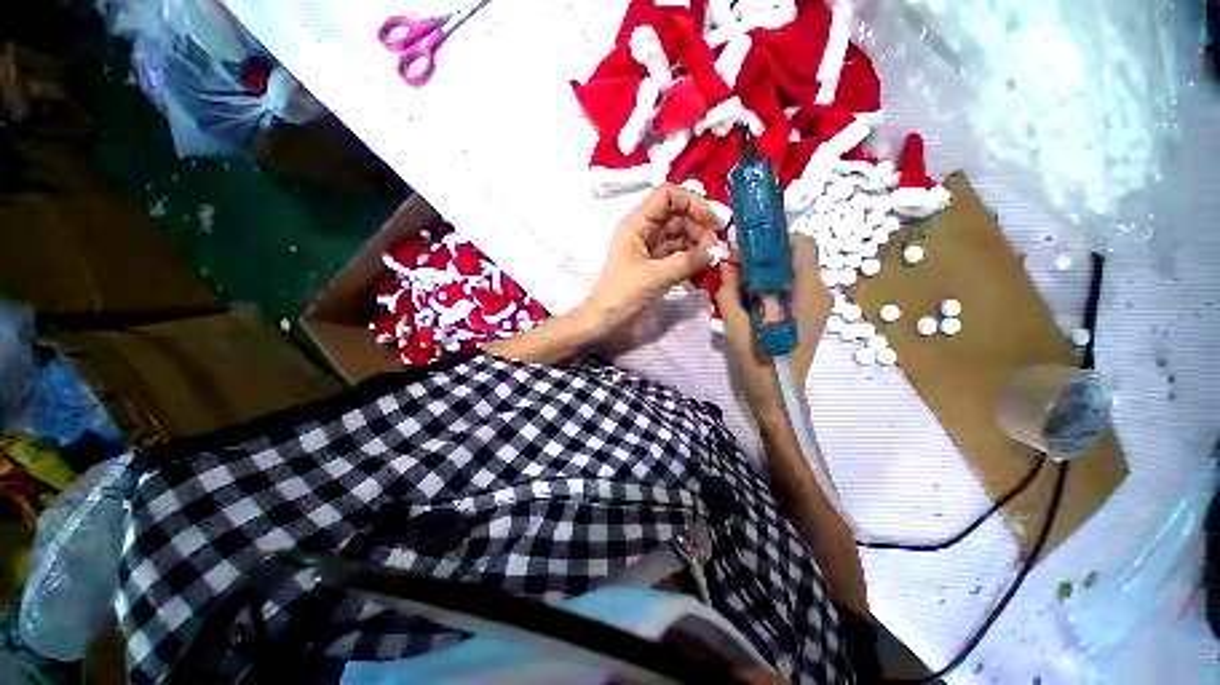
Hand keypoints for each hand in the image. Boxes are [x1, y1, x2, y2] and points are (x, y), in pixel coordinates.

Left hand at [577, 185, 721, 339]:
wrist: (605, 322)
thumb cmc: (622, 294)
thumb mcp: (655, 276)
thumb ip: (688, 261)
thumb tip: (717, 251)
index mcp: (637, 224)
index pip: (667, 195)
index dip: (691, 202)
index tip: (711, 222)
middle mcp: (645, 232)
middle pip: (679, 217)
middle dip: (699, 230)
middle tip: (715, 251)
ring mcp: (651, 250)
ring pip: (681, 239)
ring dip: (698, 249)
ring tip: (711, 265)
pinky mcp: (656, 267)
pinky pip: (679, 258)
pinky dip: (692, 264)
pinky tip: (702, 277)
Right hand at [716, 235, 831, 424]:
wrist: (778, 394)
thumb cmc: (757, 360)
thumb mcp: (735, 323)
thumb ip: (729, 289)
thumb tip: (727, 262)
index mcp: (805, 292)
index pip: (802, 244)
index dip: (775, 240)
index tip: (748, 250)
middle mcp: (820, 292)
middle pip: (797, 257)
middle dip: (767, 256)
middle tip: (739, 268)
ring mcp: (819, 305)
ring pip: (795, 272)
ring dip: (770, 271)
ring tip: (743, 286)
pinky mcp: (813, 315)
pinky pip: (795, 287)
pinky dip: (775, 285)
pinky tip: (755, 301)